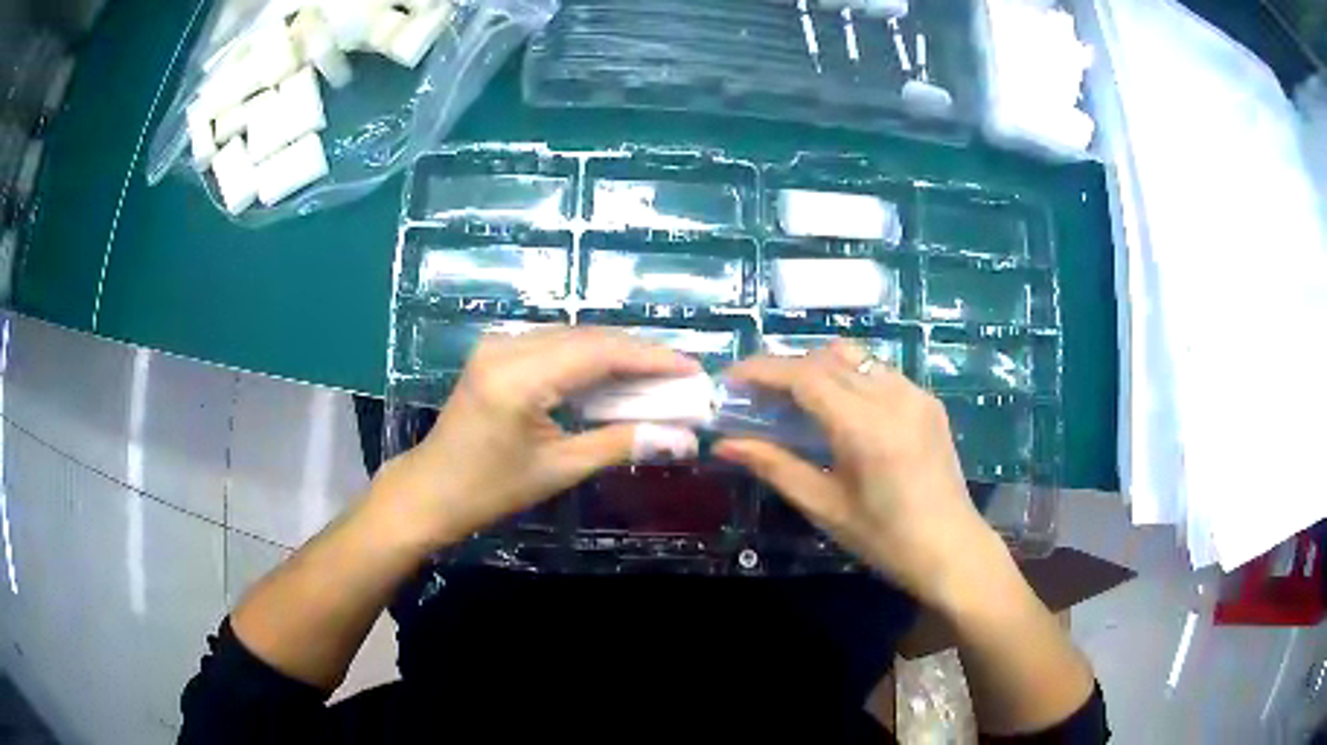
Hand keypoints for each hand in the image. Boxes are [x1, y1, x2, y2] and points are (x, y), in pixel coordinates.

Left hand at [374, 327, 700, 547]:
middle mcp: (507, 346)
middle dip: (639, 354)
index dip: (651, 358)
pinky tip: (613, 375)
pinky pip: (554, 343)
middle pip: (588, 337)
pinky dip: (589, 357)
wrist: (431, 490)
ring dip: (616, 354)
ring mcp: (498, 343)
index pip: (599, 353)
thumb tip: (683, 439)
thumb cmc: (490, 489)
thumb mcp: (559, 469)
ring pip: (573, 336)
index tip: (693, 369)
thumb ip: (621, 444)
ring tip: (657, 376)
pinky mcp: (496, 349)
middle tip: (681, 376)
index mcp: (519, 377)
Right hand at [713, 341, 1003, 608]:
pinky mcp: (929, 402)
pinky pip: (880, 372)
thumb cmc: (884, 539)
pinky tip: (840, 410)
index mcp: (865, 426)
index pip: (805, 376)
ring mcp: (916, 394)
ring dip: (818, 368)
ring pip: (856, 357)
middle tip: (758, 395)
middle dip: (786, 367)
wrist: (951, 549)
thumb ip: (774, 466)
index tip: (731, 379)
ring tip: (794, 399)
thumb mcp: (825, 506)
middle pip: (828, 357)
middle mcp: (893, 396)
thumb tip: (724, 444)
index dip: (762, 370)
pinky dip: (849, 377)